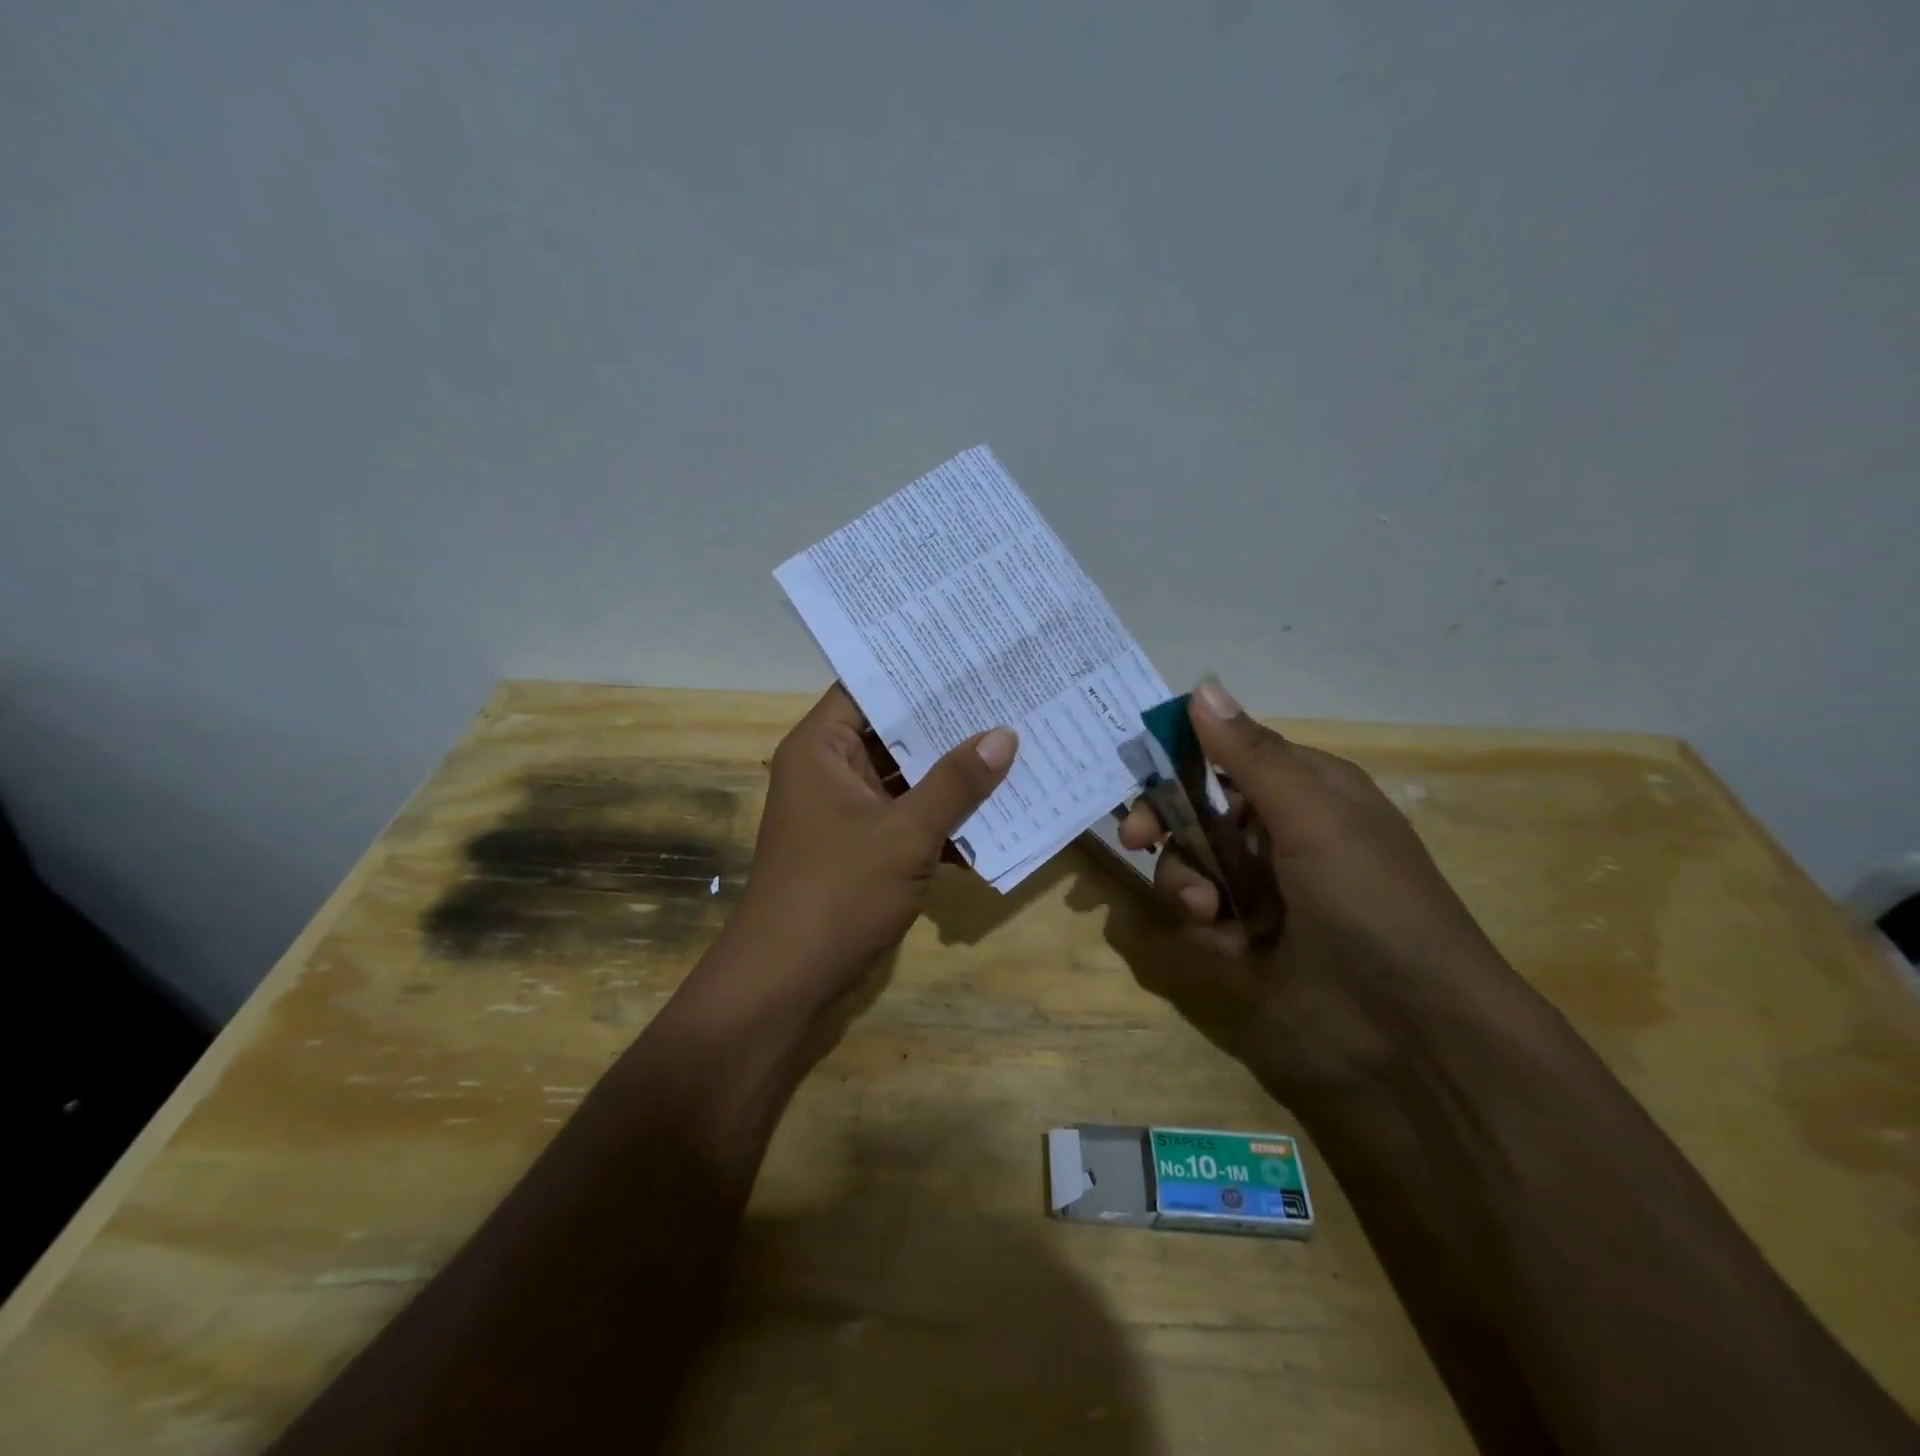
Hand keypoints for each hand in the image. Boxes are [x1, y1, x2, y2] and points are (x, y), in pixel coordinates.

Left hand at [720, 685, 1016, 1025]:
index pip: (868, 688)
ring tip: (1011, 746)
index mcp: (821, 748)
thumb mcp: (905, 833)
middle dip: (946, 724)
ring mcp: (844, 811)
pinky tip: (994, 813)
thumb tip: (1003, 736)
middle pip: (891, 732)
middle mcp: (828, 770)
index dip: (916, 672)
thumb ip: (955, 783)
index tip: (969, 658)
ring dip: (949, 774)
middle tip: (1005, 697)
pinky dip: (940, 817)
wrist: (786, 980)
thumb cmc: (838, 892)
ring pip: (903, 778)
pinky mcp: (859, 847)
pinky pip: (905, 816)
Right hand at [1111, 677, 1518, 1103]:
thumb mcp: (1313, 818)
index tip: (1137, 778)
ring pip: (1194, 863)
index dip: (1178, 762)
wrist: (1415, 1030)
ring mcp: (1268, 888)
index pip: (1226, 756)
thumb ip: (1250, 756)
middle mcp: (1283, 832)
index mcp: (1306, 791)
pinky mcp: (1254, 937)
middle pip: (1199, 810)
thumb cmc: (1369, 901)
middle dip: (1168, 826)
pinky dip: (1208, 926)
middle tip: (1137, 841)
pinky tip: (1231, 946)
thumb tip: (1201, 687)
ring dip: (1187, 883)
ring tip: (1209, 915)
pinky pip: (1206, 914)